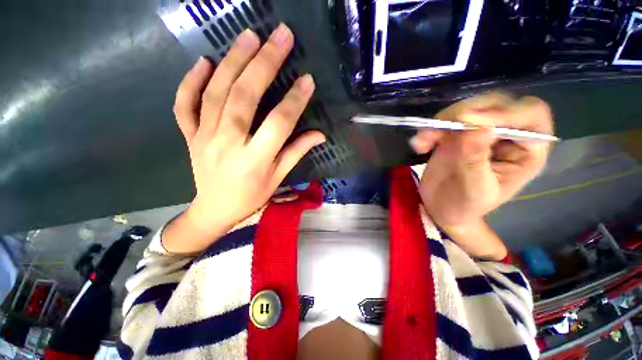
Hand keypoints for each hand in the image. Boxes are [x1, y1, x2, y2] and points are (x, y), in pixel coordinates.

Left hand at [163, 24, 324, 253]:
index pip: (278, 124)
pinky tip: (204, 61)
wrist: (215, 210)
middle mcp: (228, 144)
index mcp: (255, 160)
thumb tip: (319, 135)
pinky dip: (190, 81)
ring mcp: (204, 137)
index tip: (307, 79)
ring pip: (216, 93)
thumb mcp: (278, 178)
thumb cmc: (251, 197)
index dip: (294, 101)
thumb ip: (296, 152)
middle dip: (264, 64)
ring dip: (233, 61)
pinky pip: (185, 105)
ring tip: (250, 36)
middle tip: (280, 36)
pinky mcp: (190, 136)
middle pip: (245, 98)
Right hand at [412, 93, 553, 229]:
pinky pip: (444, 120)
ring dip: (442, 121)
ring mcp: (479, 132)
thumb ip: (475, 160)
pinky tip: (420, 146)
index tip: (468, 121)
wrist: (441, 208)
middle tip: (440, 127)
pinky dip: (429, 129)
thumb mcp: (474, 189)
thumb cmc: (465, 206)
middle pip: (496, 103)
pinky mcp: (456, 133)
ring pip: (467, 108)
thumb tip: (478, 127)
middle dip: (466, 112)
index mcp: (526, 150)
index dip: (504, 112)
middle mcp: (506, 135)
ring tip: (423, 142)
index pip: (530, 115)